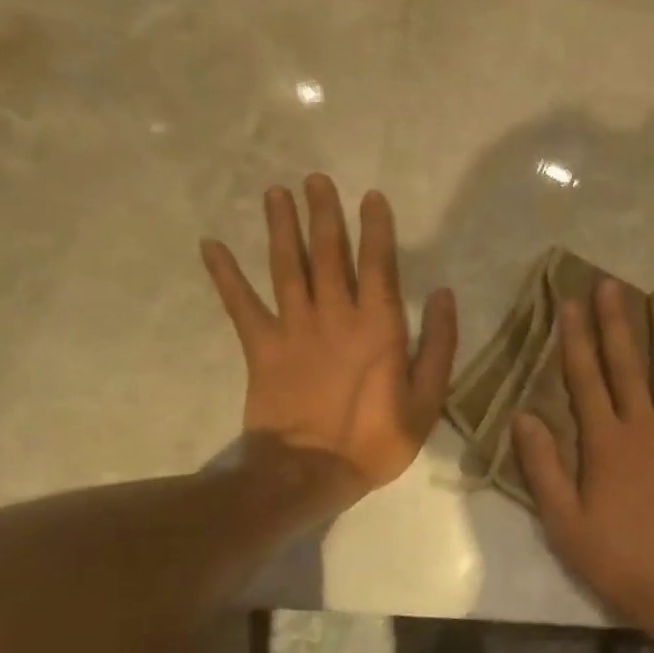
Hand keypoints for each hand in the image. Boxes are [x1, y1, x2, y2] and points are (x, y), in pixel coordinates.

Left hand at [201, 176, 456, 501]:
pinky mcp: (261, 348)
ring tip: (276, 193)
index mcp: (378, 325)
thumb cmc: (376, 439)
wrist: (309, 473)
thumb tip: (442, 295)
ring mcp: (294, 329)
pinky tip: (211, 245)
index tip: (370, 196)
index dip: (375, 228)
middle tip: (316, 179)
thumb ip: (439, 345)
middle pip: (328, 254)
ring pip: (286, 267)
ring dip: (281, 228)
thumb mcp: (427, 399)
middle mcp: (335, 315)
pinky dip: (225, 275)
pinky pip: (240, 305)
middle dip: (324, 214)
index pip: (378, 264)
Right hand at [514, 280, 653, 643]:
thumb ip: (544, 467)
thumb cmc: (619, 559)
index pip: (586, 378)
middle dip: (617, 321)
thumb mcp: (565, 523)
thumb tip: (524, 415)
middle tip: (611, 284)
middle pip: (628, 364)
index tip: (571, 303)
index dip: (576, 339)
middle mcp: (646, 426)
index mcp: (606, 443)